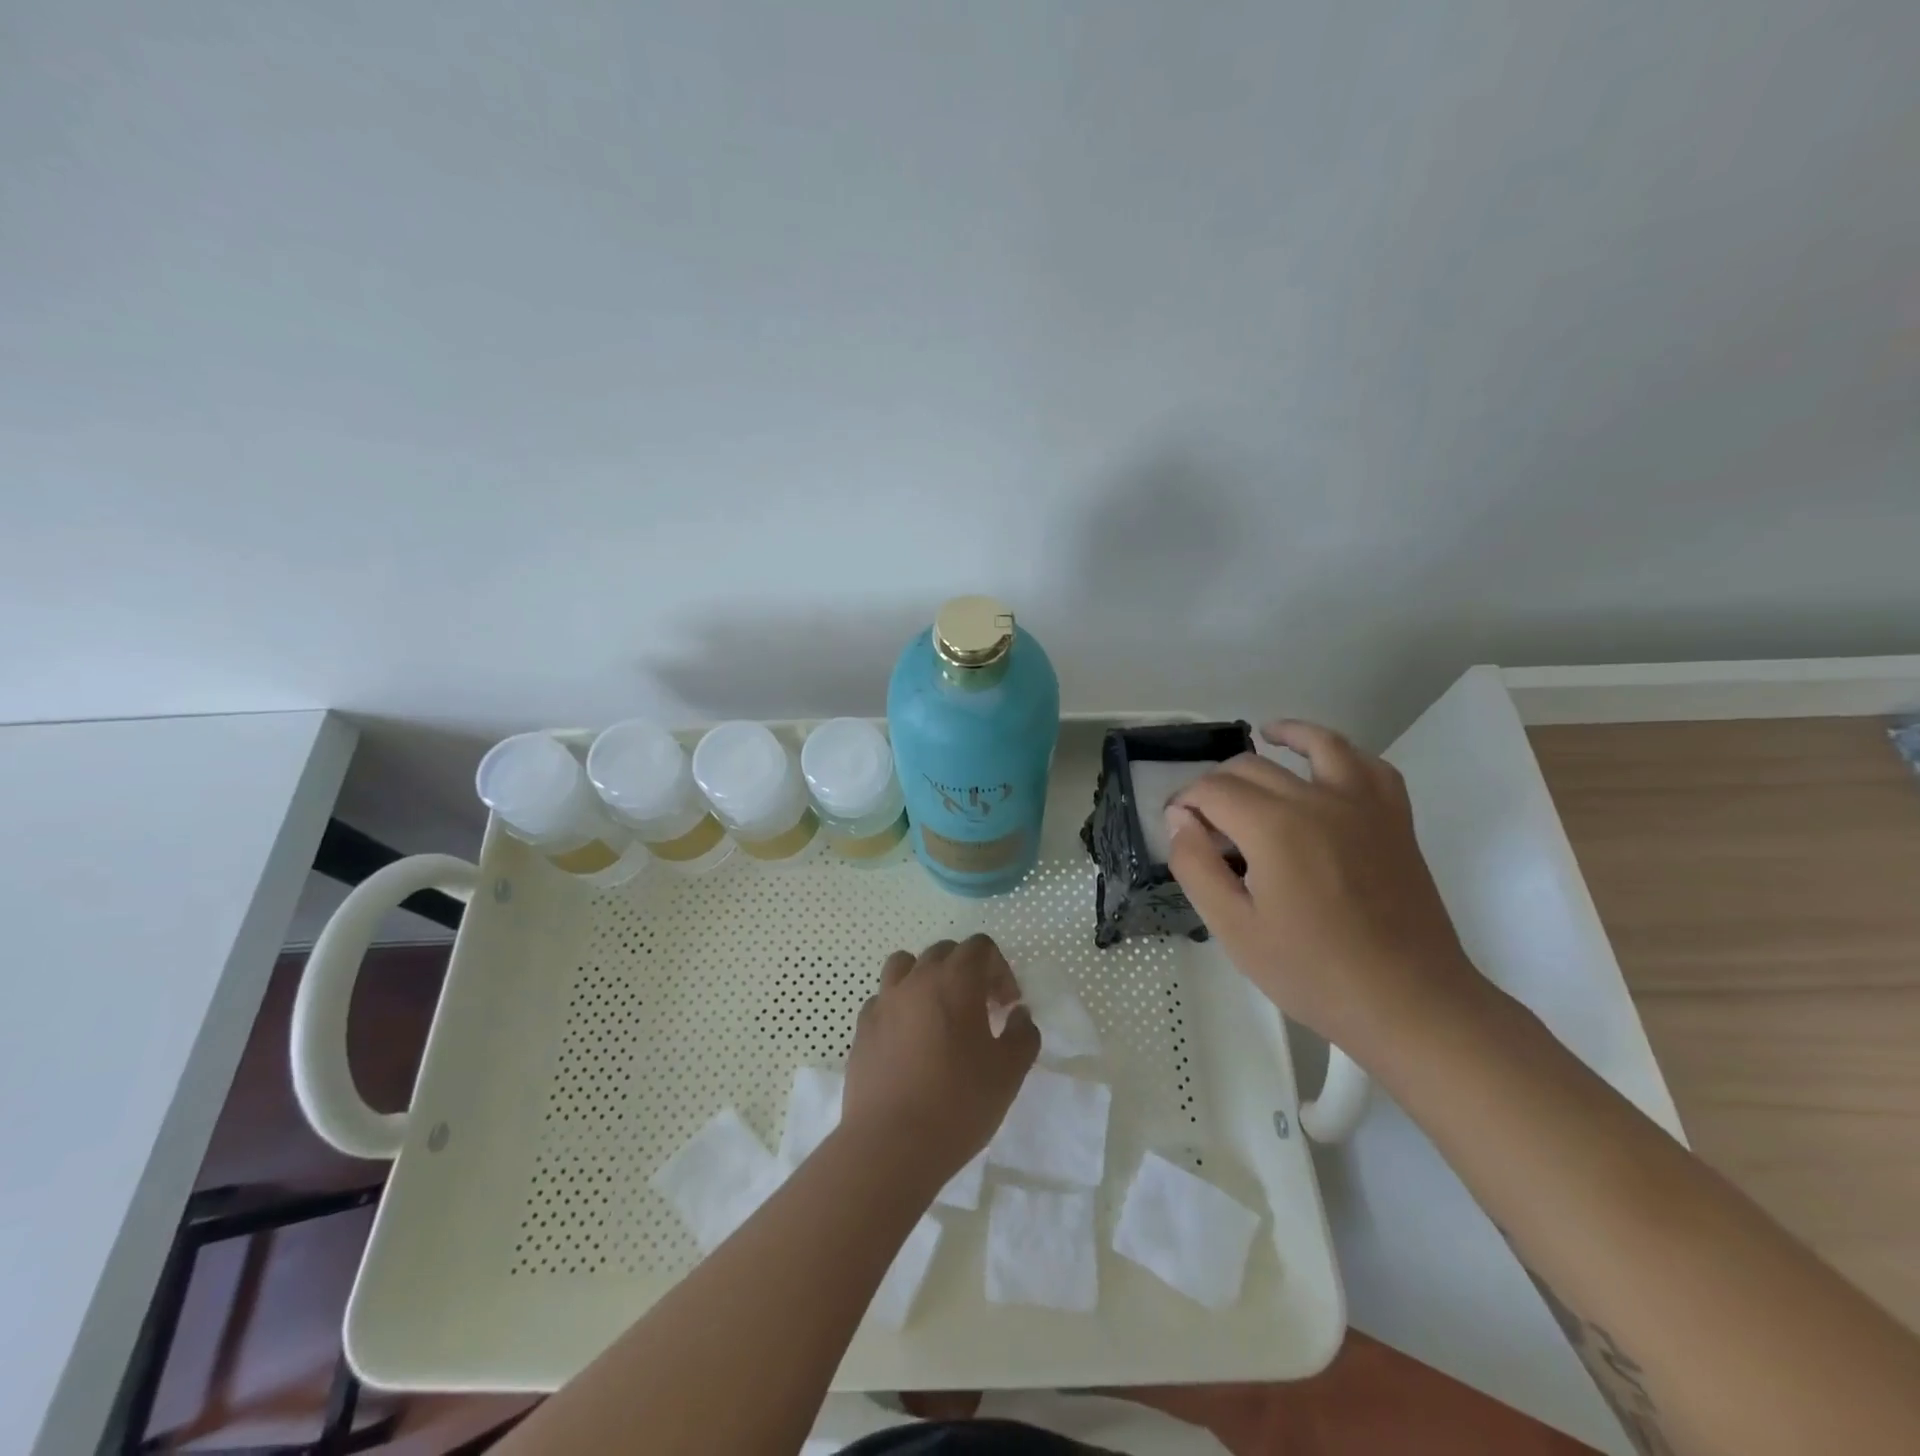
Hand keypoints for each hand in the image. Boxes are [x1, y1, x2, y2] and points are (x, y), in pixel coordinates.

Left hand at [840, 934, 1039, 1184]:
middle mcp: (916, 980)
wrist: (890, 1145)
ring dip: (927, 978)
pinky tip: (909, 1041)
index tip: (1006, 1006)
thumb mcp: (1009, 1073)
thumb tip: (1019, 1015)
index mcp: (955, 981)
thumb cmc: (958, 1104)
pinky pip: (883, 1000)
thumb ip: (1022, 1034)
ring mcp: (883, 1001)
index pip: (980, 947)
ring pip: (905, 966)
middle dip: (967, 971)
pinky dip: (900, 1007)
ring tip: (938, 1014)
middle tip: (980, 1010)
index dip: (999, 969)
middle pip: (944, 952)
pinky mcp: (862, 1028)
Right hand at [1165, 720, 1483, 1057]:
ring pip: (1320, 745)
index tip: (1177, 828)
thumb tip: (1180, 820)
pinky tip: (1330, 763)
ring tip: (1267, 734)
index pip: (1212, 790)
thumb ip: (1196, 866)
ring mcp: (1363, 806)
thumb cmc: (1312, 972)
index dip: (1185, 802)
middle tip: (1206, 820)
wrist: (1409, 1003)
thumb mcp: (1233, 928)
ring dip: (1287, 735)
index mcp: (1273, 827)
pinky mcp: (1395, 820)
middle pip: (1252, 767)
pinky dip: (1346, 754)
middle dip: (1218, 783)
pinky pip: (1371, 766)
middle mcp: (1317, 800)